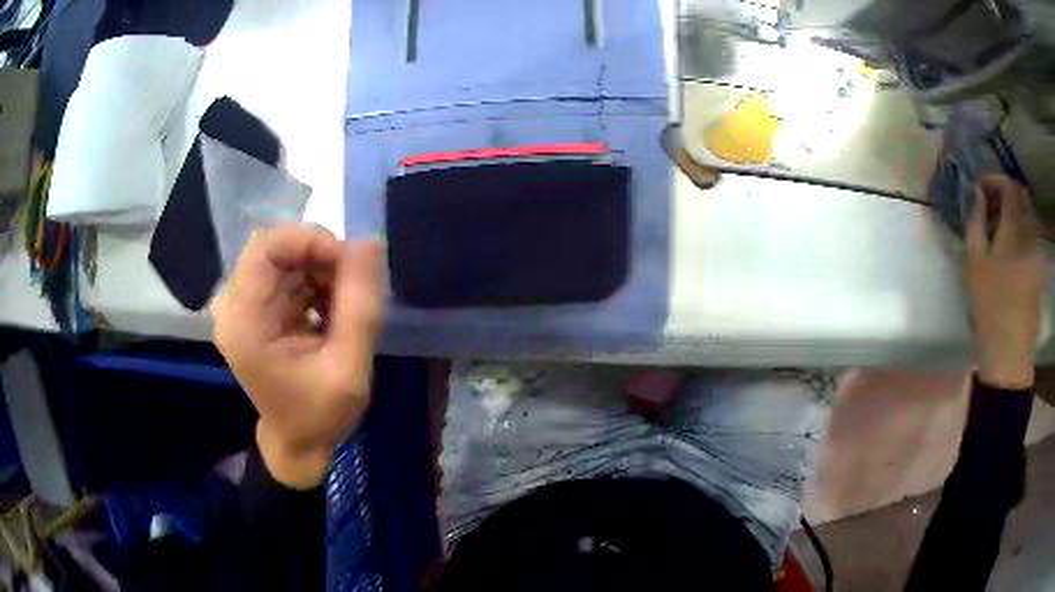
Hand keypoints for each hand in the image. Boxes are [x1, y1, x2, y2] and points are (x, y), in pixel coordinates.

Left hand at [213, 225, 382, 488]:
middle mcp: (233, 306)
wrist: (297, 442)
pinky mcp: (253, 307)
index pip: (266, 247)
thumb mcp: (350, 369)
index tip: (349, 264)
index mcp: (244, 322)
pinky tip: (329, 310)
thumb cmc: (319, 415)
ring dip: (320, 269)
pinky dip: (314, 280)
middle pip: (275, 248)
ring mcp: (241, 305)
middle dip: (320, 257)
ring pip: (284, 256)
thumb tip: (369, 243)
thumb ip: (360, 308)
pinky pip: (286, 271)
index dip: (310, 241)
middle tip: (353, 286)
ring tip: (344, 306)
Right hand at [965, 174, 1045, 389]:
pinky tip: (1010, 253)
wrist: (1009, 358)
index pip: (1009, 186)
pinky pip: (1031, 239)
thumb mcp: (974, 264)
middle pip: (1021, 198)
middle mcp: (1031, 236)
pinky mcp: (1040, 274)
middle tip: (988, 207)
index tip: (979, 188)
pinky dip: (1020, 234)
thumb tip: (975, 193)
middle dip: (1004, 195)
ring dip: (1013, 215)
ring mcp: (1038, 256)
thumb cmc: (989, 309)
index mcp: (1015, 230)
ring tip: (997, 232)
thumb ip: (975, 221)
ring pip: (1028, 219)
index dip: (994, 180)